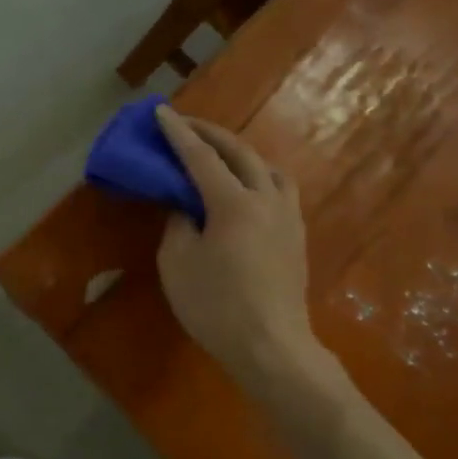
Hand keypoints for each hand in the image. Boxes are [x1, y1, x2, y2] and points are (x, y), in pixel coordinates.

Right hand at [154, 107, 347, 416]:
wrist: (272, 347)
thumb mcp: (178, 263)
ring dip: (240, 152)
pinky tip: (246, 188)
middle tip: (185, 124)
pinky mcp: (297, 235)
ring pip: (268, 167)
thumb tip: (187, 208)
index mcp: (233, 203)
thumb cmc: (216, 306)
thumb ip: (179, 224)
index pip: (200, 157)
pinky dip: (258, 175)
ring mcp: (288, 216)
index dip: (177, 133)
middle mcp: (266, 199)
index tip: (160, 112)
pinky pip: (279, 188)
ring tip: (219, 154)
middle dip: (209, 133)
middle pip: (239, 152)